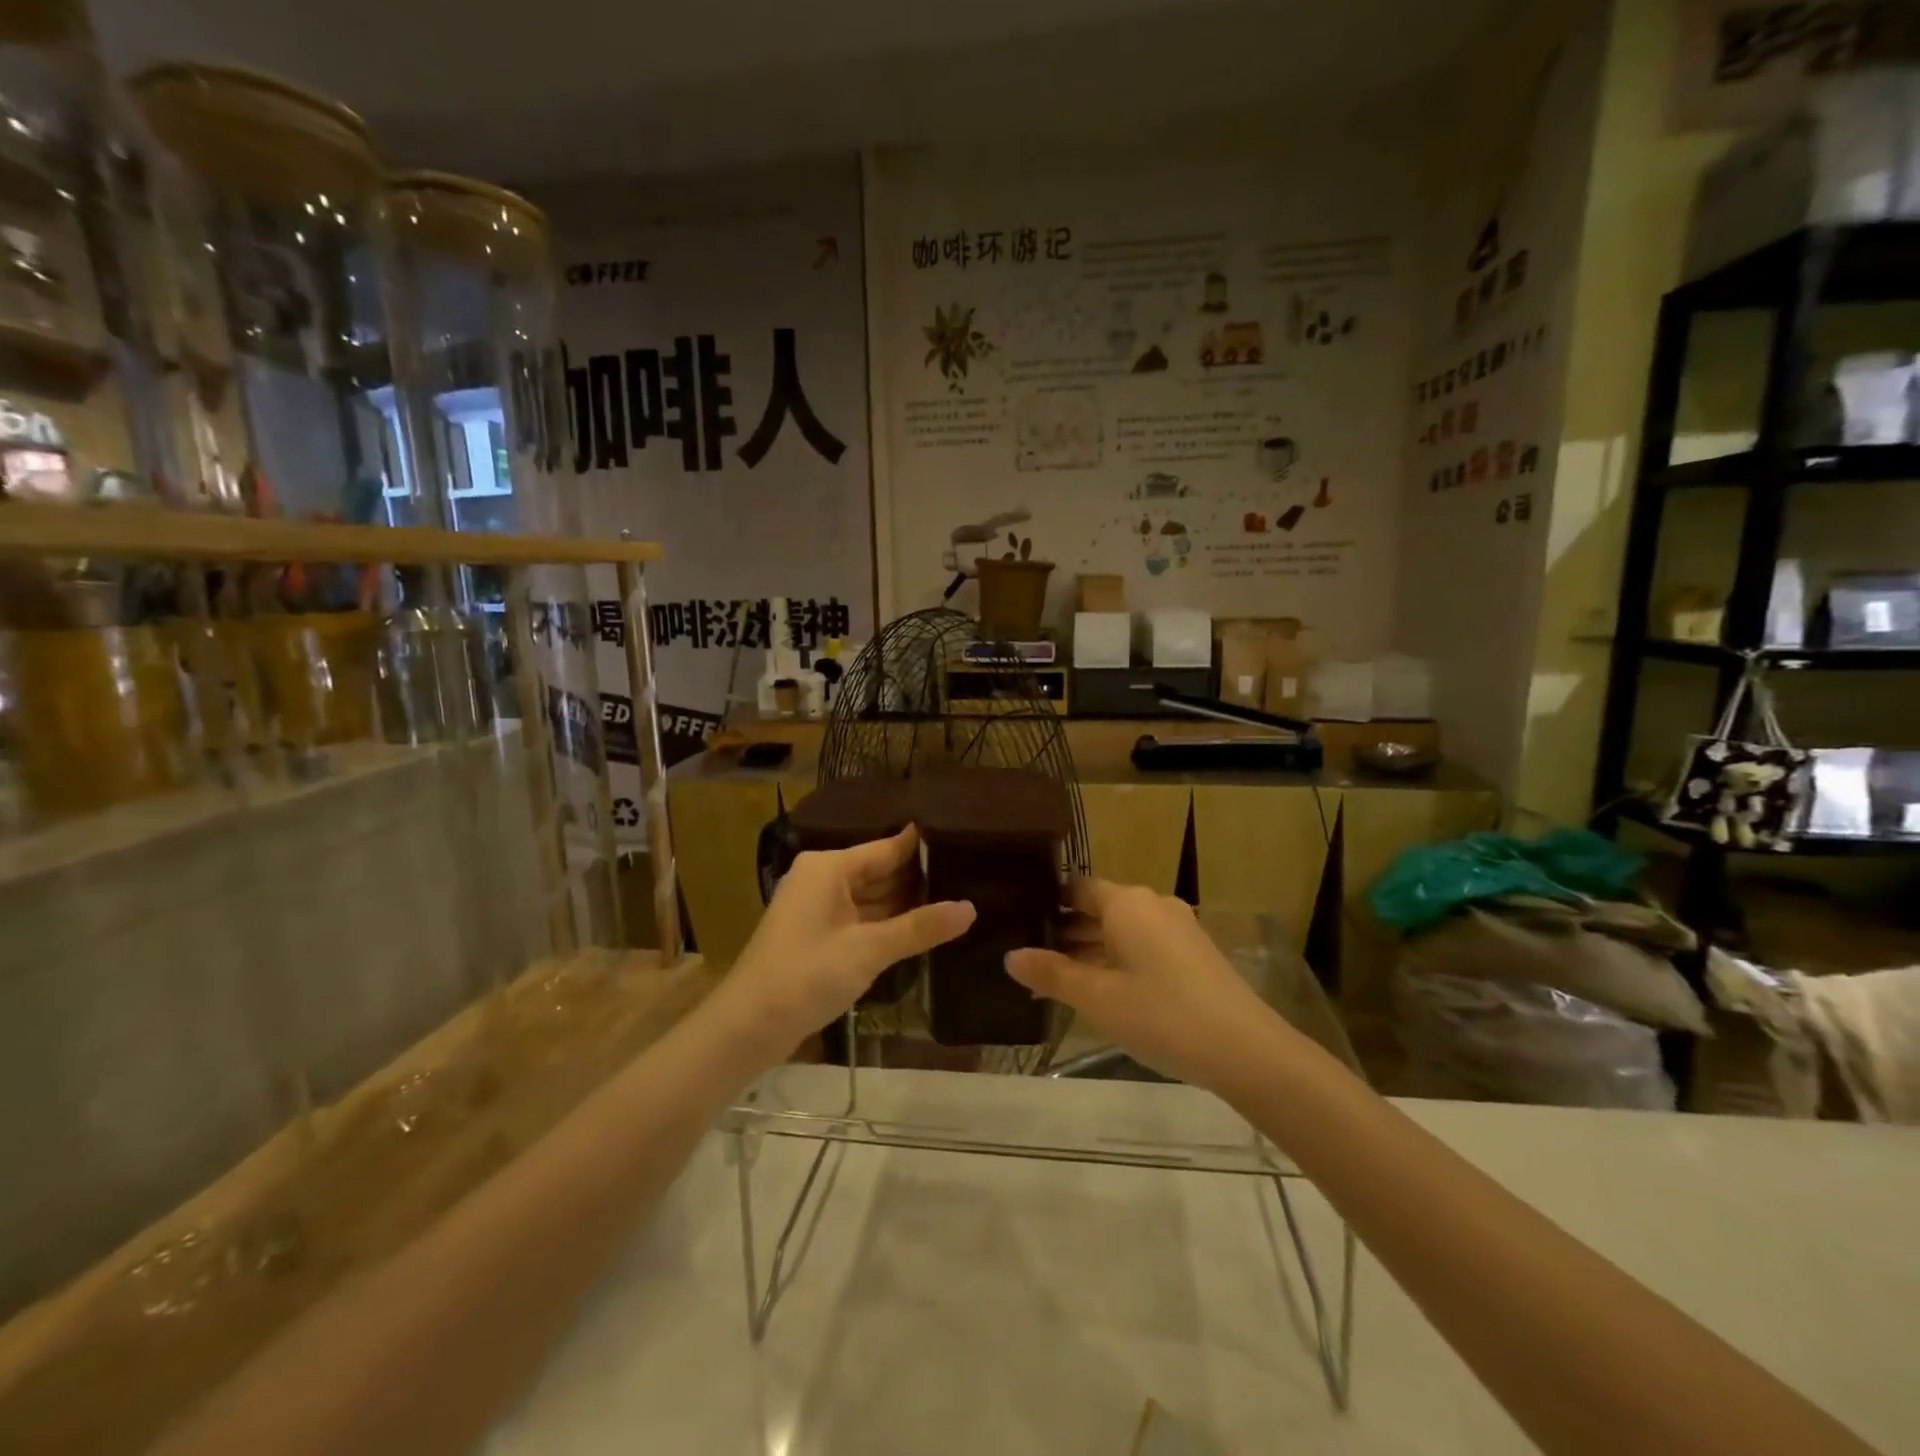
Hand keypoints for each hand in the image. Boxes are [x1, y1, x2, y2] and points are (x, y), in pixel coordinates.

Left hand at [718, 827, 973, 1061]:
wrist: (747, 1028)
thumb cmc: (805, 976)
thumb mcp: (868, 950)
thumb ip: (920, 927)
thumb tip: (971, 908)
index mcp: (829, 867)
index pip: (887, 848)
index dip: (924, 848)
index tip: (966, 842)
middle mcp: (823, 879)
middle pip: (880, 871)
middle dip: (920, 879)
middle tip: (973, 877)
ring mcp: (819, 908)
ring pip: (872, 898)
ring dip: (907, 905)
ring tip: (958, 899)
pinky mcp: (819, 935)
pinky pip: (862, 919)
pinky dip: (888, 924)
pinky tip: (923, 929)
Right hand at [1006, 879, 1281, 1092]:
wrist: (1246, 1050)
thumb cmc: (1162, 1014)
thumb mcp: (1098, 998)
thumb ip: (1052, 973)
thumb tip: (1011, 956)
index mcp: (1127, 903)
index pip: (1076, 887)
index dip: (1047, 901)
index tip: (1018, 919)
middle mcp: (1153, 905)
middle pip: (1098, 908)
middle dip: (1065, 931)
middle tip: (1028, 953)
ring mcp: (1177, 928)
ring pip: (1121, 930)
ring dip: (1090, 950)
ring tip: (1055, 977)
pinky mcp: (1193, 954)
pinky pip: (1143, 946)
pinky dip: (1117, 961)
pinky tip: (1100, 991)